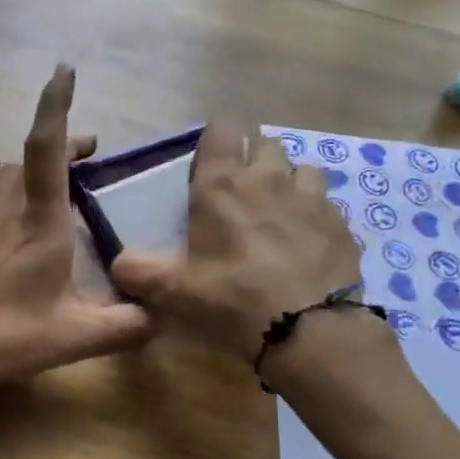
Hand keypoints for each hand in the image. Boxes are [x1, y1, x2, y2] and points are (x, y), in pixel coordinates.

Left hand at [0, 66, 153, 405]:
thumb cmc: (5, 336)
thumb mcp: (76, 337)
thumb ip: (126, 326)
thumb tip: (164, 316)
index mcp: (40, 224)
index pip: (47, 150)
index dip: (55, 106)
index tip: (65, 71)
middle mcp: (9, 211)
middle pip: (30, 155)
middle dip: (63, 141)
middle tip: (92, 153)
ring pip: (7, 172)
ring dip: (36, 161)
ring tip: (63, 176)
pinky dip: (13, 184)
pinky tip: (22, 208)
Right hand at [110, 121, 362, 357]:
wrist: (307, 329)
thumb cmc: (232, 299)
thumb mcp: (173, 291)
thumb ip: (138, 272)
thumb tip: (119, 263)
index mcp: (222, 185)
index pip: (222, 129)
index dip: (216, 139)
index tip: (209, 163)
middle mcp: (268, 178)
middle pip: (265, 143)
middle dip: (254, 158)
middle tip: (242, 192)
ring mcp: (311, 198)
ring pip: (302, 169)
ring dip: (289, 182)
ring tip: (280, 212)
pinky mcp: (340, 223)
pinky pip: (327, 204)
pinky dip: (315, 215)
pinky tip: (307, 242)